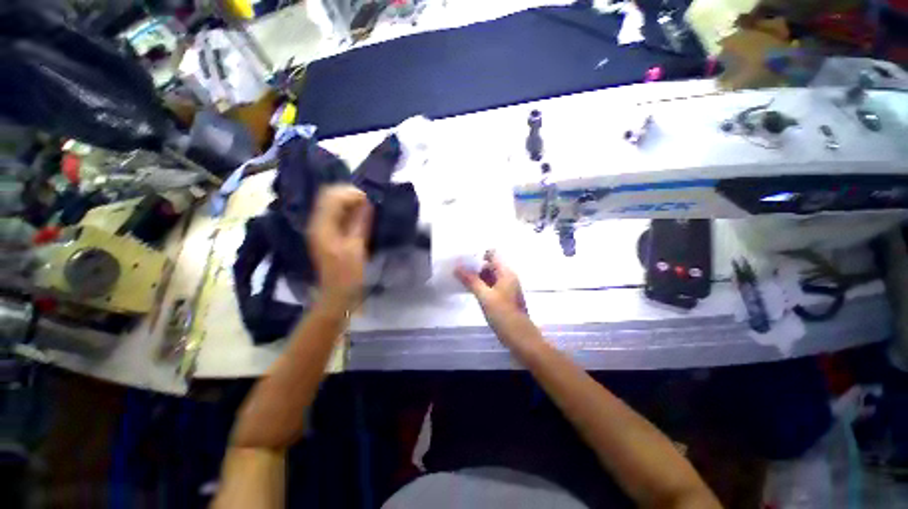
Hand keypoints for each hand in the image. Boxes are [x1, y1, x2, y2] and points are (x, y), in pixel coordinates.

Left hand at [307, 185, 371, 311]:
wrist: (337, 295)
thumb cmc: (347, 274)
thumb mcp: (356, 248)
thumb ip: (360, 223)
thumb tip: (367, 201)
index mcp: (322, 226)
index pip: (332, 196)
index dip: (352, 194)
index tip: (371, 201)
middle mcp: (318, 223)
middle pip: (330, 196)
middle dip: (351, 196)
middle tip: (370, 204)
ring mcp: (322, 228)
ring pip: (334, 205)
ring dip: (352, 203)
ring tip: (369, 210)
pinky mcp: (329, 234)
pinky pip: (338, 215)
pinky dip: (351, 212)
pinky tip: (362, 218)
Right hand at [456, 251, 536, 346]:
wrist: (520, 337)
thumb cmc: (504, 315)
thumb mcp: (485, 296)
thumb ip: (471, 280)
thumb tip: (457, 267)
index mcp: (506, 272)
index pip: (492, 254)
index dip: (478, 255)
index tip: (464, 261)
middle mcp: (507, 276)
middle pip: (490, 264)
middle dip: (474, 266)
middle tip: (458, 271)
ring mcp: (506, 287)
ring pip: (489, 275)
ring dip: (476, 276)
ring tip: (460, 279)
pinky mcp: (503, 297)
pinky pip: (490, 285)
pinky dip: (480, 285)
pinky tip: (469, 289)